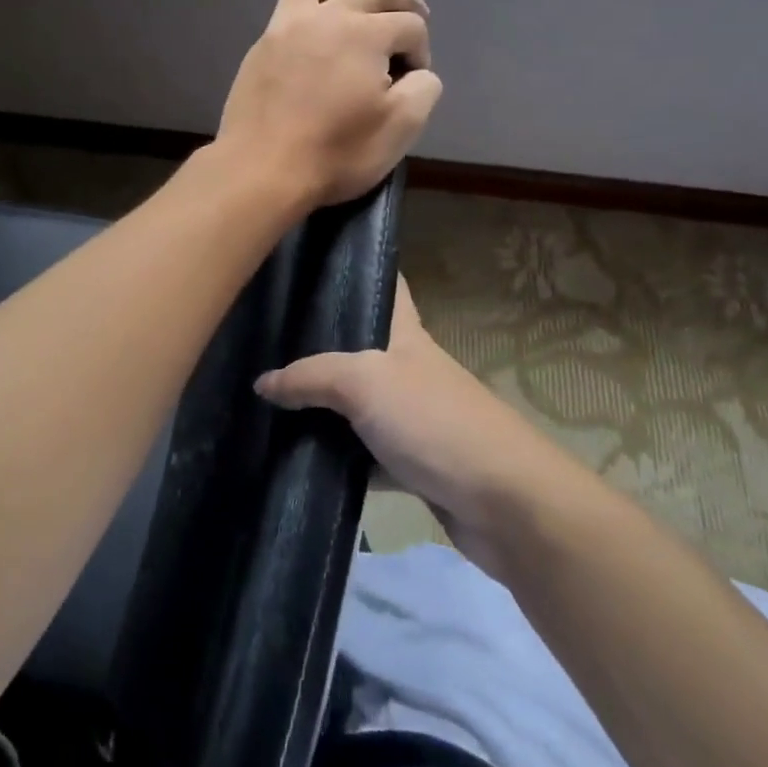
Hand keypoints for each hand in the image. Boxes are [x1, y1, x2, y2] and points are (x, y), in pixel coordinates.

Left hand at [217, 0, 442, 207]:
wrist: (259, 171)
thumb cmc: (335, 153)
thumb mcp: (401, 129)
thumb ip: (423, 89)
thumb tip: (417, 73)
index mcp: (365, 33)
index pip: (411, 25)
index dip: (422, 51)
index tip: (413, 83)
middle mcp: (326, 16)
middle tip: (414, 16)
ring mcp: (286, 27)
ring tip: (353, 19)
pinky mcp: (260, 47)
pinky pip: (288, 10)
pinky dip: (310, 15)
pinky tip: (315, 47)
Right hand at [254, 278, 559, 577]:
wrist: (505, 504)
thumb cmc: (435, 421)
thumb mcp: (365, 382)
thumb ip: (311, 376)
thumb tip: (262, 383)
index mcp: (406, 334)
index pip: (385, 286)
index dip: (355, 269)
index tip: (310, 262)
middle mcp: (408, 370)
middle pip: (358, 349)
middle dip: (316, 347)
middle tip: (262, 342)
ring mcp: (411, 419)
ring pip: (355, 406)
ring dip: (320, 409)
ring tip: (264, 402)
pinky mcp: (411, 465)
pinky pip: (362, 455)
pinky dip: (336, 459)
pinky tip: (295, 459)